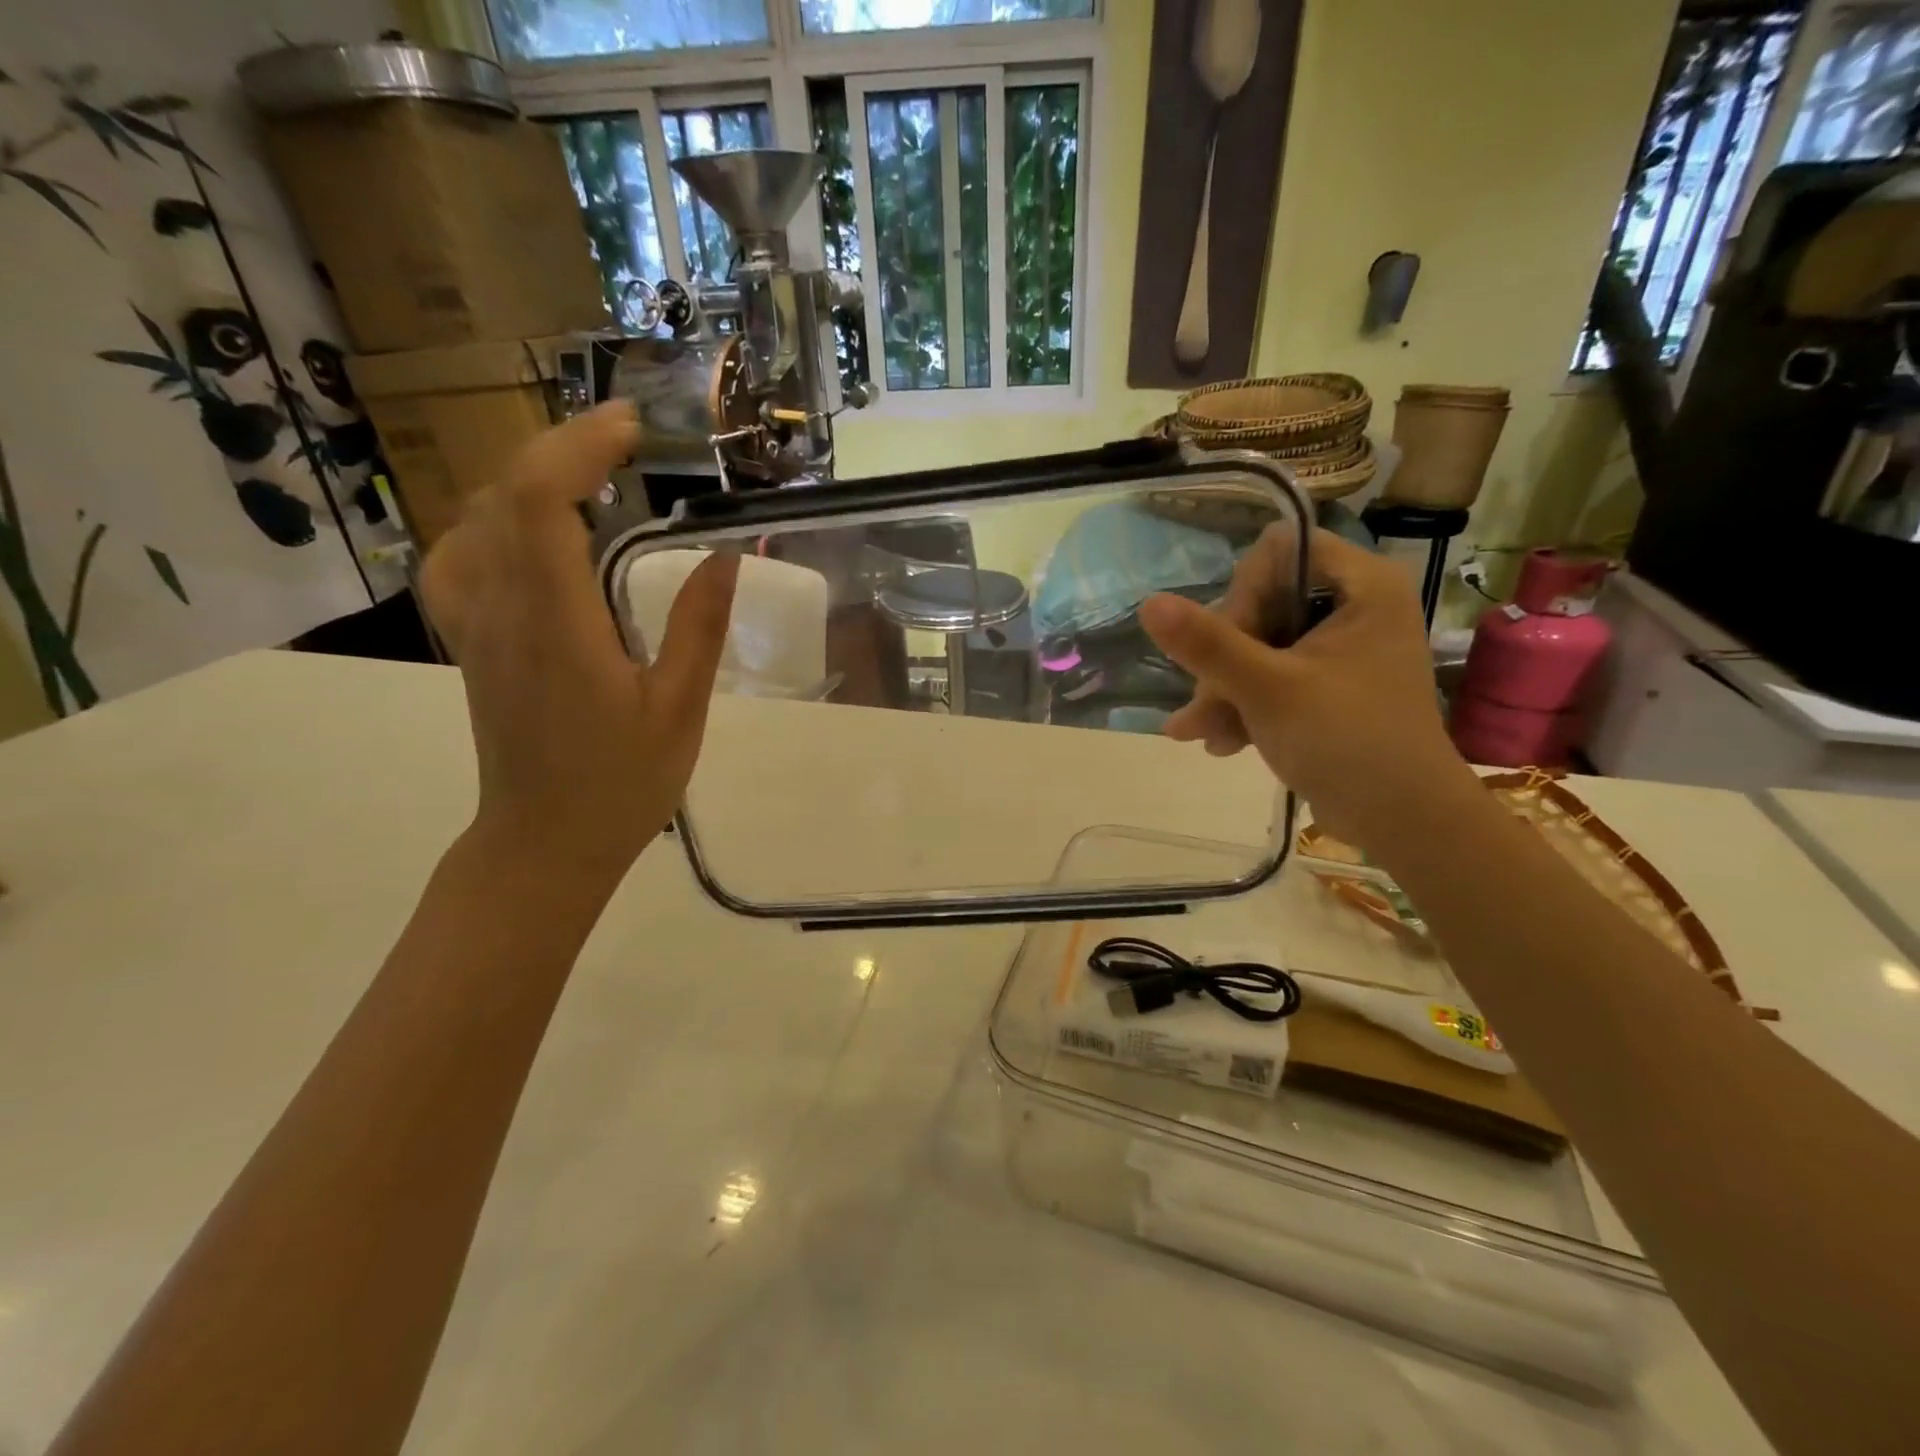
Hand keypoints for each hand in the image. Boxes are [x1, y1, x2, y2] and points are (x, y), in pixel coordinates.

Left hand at [419, 402, 737, 882]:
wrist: (544, 842)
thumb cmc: (621, 783)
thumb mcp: (679, 710)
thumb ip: (698, 628)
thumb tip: (723, 555)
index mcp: (558, 624)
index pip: (543, 501)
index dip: (579, 447)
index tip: (631, 428)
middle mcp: (502, 609)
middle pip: (506, 493)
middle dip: (562, 449)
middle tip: (626, 444)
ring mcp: (475, 624)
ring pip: (478, 517)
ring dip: (529, 478)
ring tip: (588, 476)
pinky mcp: (470, 641)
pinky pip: (460, 555)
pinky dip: (493, 520)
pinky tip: (529, 534)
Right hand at [1139, 526, 1478, 851]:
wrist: (1402, 821)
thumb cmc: (1346, 741)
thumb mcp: (1268, 689)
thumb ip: (1207, 644)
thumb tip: (1148, 602)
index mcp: (1362, 586)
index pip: (1280, 550)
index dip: (1244, 591)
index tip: (1230, 642)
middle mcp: (1355, 607)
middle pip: (1263, 602)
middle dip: (1224, 658)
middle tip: (1206, 703)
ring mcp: (1340, 649)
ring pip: (1259, 645)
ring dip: (1223, 689)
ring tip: (1201, 733)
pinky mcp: (1328, 686)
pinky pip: (1272, 676)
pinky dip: (1244, 705)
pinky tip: (1218, 743)